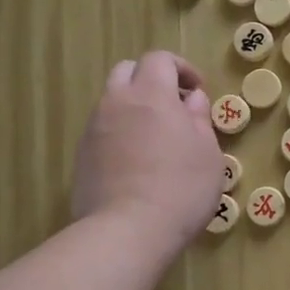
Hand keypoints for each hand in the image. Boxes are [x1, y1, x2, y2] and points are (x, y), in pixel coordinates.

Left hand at [72, 51, 225, 247]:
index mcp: (151, 94)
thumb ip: (199, 119)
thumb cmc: (181, 188)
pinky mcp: (82, 156)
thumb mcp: (208, 153)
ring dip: (134, 107)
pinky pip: (102, 130)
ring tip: (155, 137)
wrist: (128, 230)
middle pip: (127, 71)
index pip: (159, 59)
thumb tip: (191, 100)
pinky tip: (137, 163)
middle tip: (173, 106)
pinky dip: (120, 133)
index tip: (197, 90)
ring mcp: (94, 129)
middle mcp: (116, 102)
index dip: (181, 68)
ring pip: (111, 101)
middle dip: (151, 80)